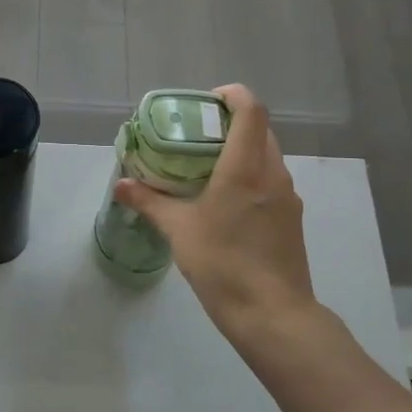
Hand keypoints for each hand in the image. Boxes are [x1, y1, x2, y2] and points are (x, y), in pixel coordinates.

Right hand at [114, 84, 321, 343]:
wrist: (273, 315)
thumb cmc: (223, 264)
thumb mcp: (178, 230)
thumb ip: (149, 202)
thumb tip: (121, 184)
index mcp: (246, 168)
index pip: (251, 110)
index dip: (231, 95)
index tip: (205, 103)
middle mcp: (273, 174)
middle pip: (260, 130)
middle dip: (230, 123)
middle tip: (196, 136)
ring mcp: (287, 197)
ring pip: (267, 156)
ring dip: (241, 151)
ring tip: (206, 168)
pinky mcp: (291, 219)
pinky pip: (270, 181)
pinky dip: (250, 176)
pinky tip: (225, 202)